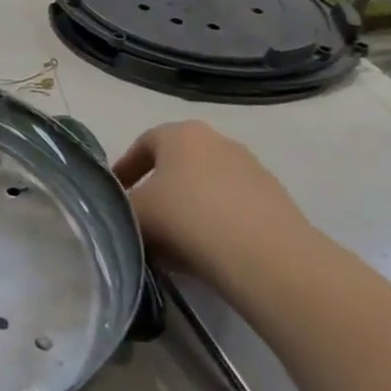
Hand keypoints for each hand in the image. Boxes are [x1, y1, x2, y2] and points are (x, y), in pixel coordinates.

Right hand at [112, 121, 316, 293]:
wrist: (264, 256)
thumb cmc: (185, 219)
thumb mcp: (132, 213)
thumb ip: (118, 206)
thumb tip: (120, 211)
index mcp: (181, 134)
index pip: (143, 144)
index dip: (124, 170)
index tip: (114, 196)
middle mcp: (219, 141)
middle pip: (177, 163)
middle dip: (157, 187)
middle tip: (141, 216)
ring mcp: (253, 168)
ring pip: (206, 185)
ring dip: (188, 206)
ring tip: (174, 238)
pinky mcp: (276, 199)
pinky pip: (232, 206)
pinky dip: (215, 221)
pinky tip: (207, 248)